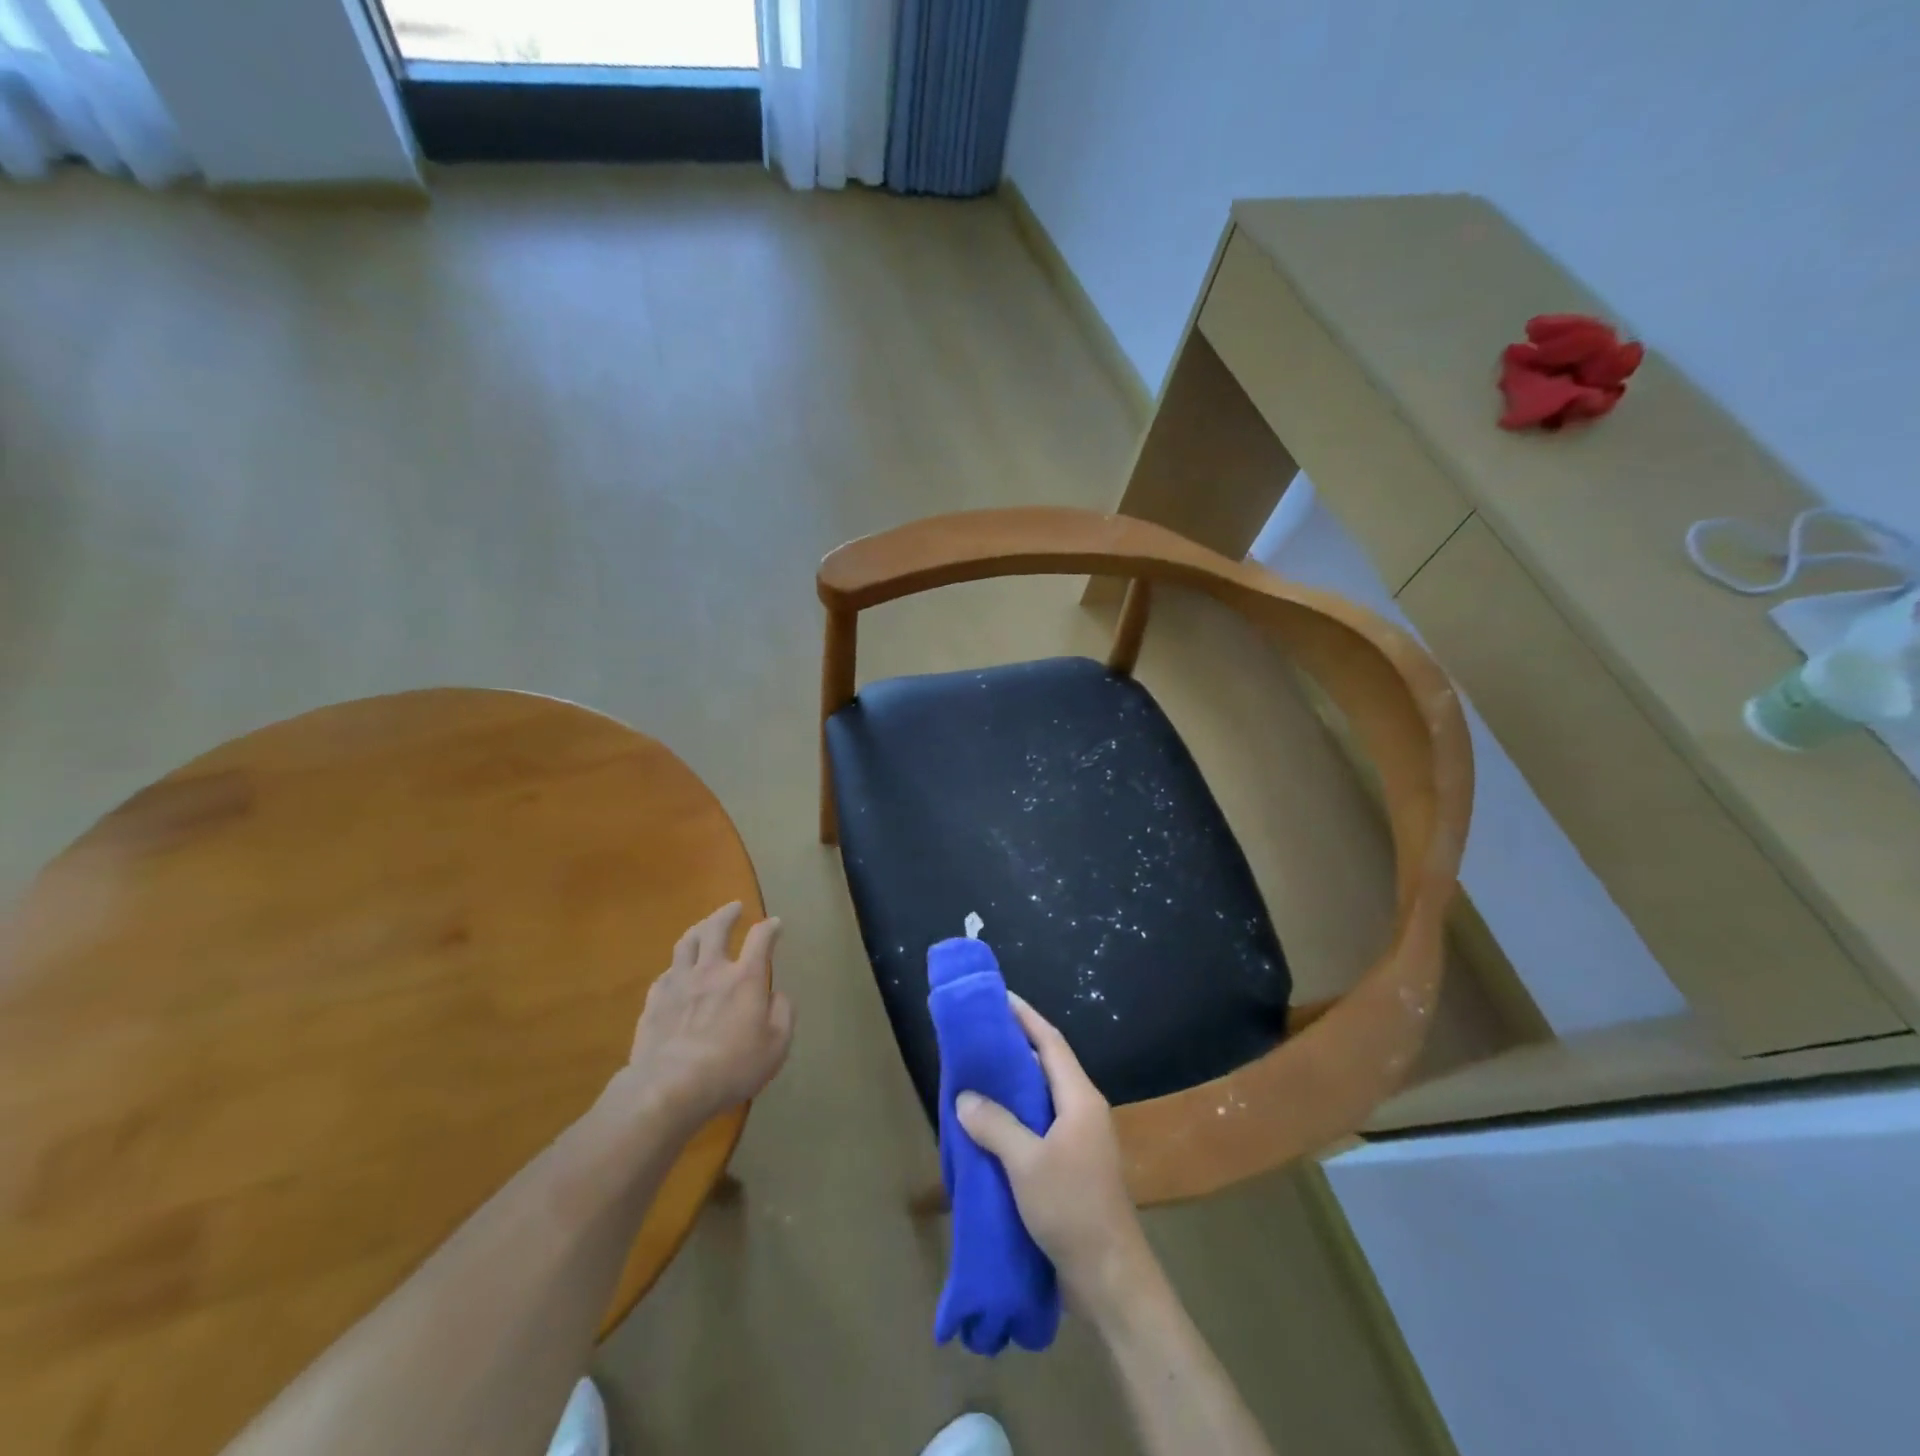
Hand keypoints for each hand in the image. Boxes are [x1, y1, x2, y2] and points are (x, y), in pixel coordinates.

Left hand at [616, 902, 793, 1134]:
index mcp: (744, 979)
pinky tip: (677, 972)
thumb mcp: (776, 1047)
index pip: (760, 939)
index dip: (769, 928)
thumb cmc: (731, 1067)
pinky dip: (676, 967)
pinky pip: (665, 974)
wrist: (669, 1087)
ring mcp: (678, 984)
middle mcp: (711, 971)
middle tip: (734, 906)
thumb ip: (783, 1014)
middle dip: (727, 914)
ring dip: (699, 929)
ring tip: (704, 926)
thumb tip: (777, 995)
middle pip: (716, 929)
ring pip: (686, 943)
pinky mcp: (653, 1002)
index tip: (775, 924)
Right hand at [956, 995, 1154, 1320]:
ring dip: (1013, 1086)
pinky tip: (989, 1127)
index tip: (1000, 996)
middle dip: (1015, 1048)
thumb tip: (965, 1097)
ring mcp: (1079, 1140)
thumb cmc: (1072, 1208)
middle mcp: (1082, 1111)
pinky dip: (1015, 1119)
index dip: (1026, 1017)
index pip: (1050, 1042)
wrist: (1109, 1276)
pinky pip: (1039, 1127)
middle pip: (1047, 1066)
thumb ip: (995, 1124)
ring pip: (1041, 1099)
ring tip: (976, 1076)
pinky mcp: (1072, 1166)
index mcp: (1079, 1098)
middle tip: (978, 1036)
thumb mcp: (1027, 1163)